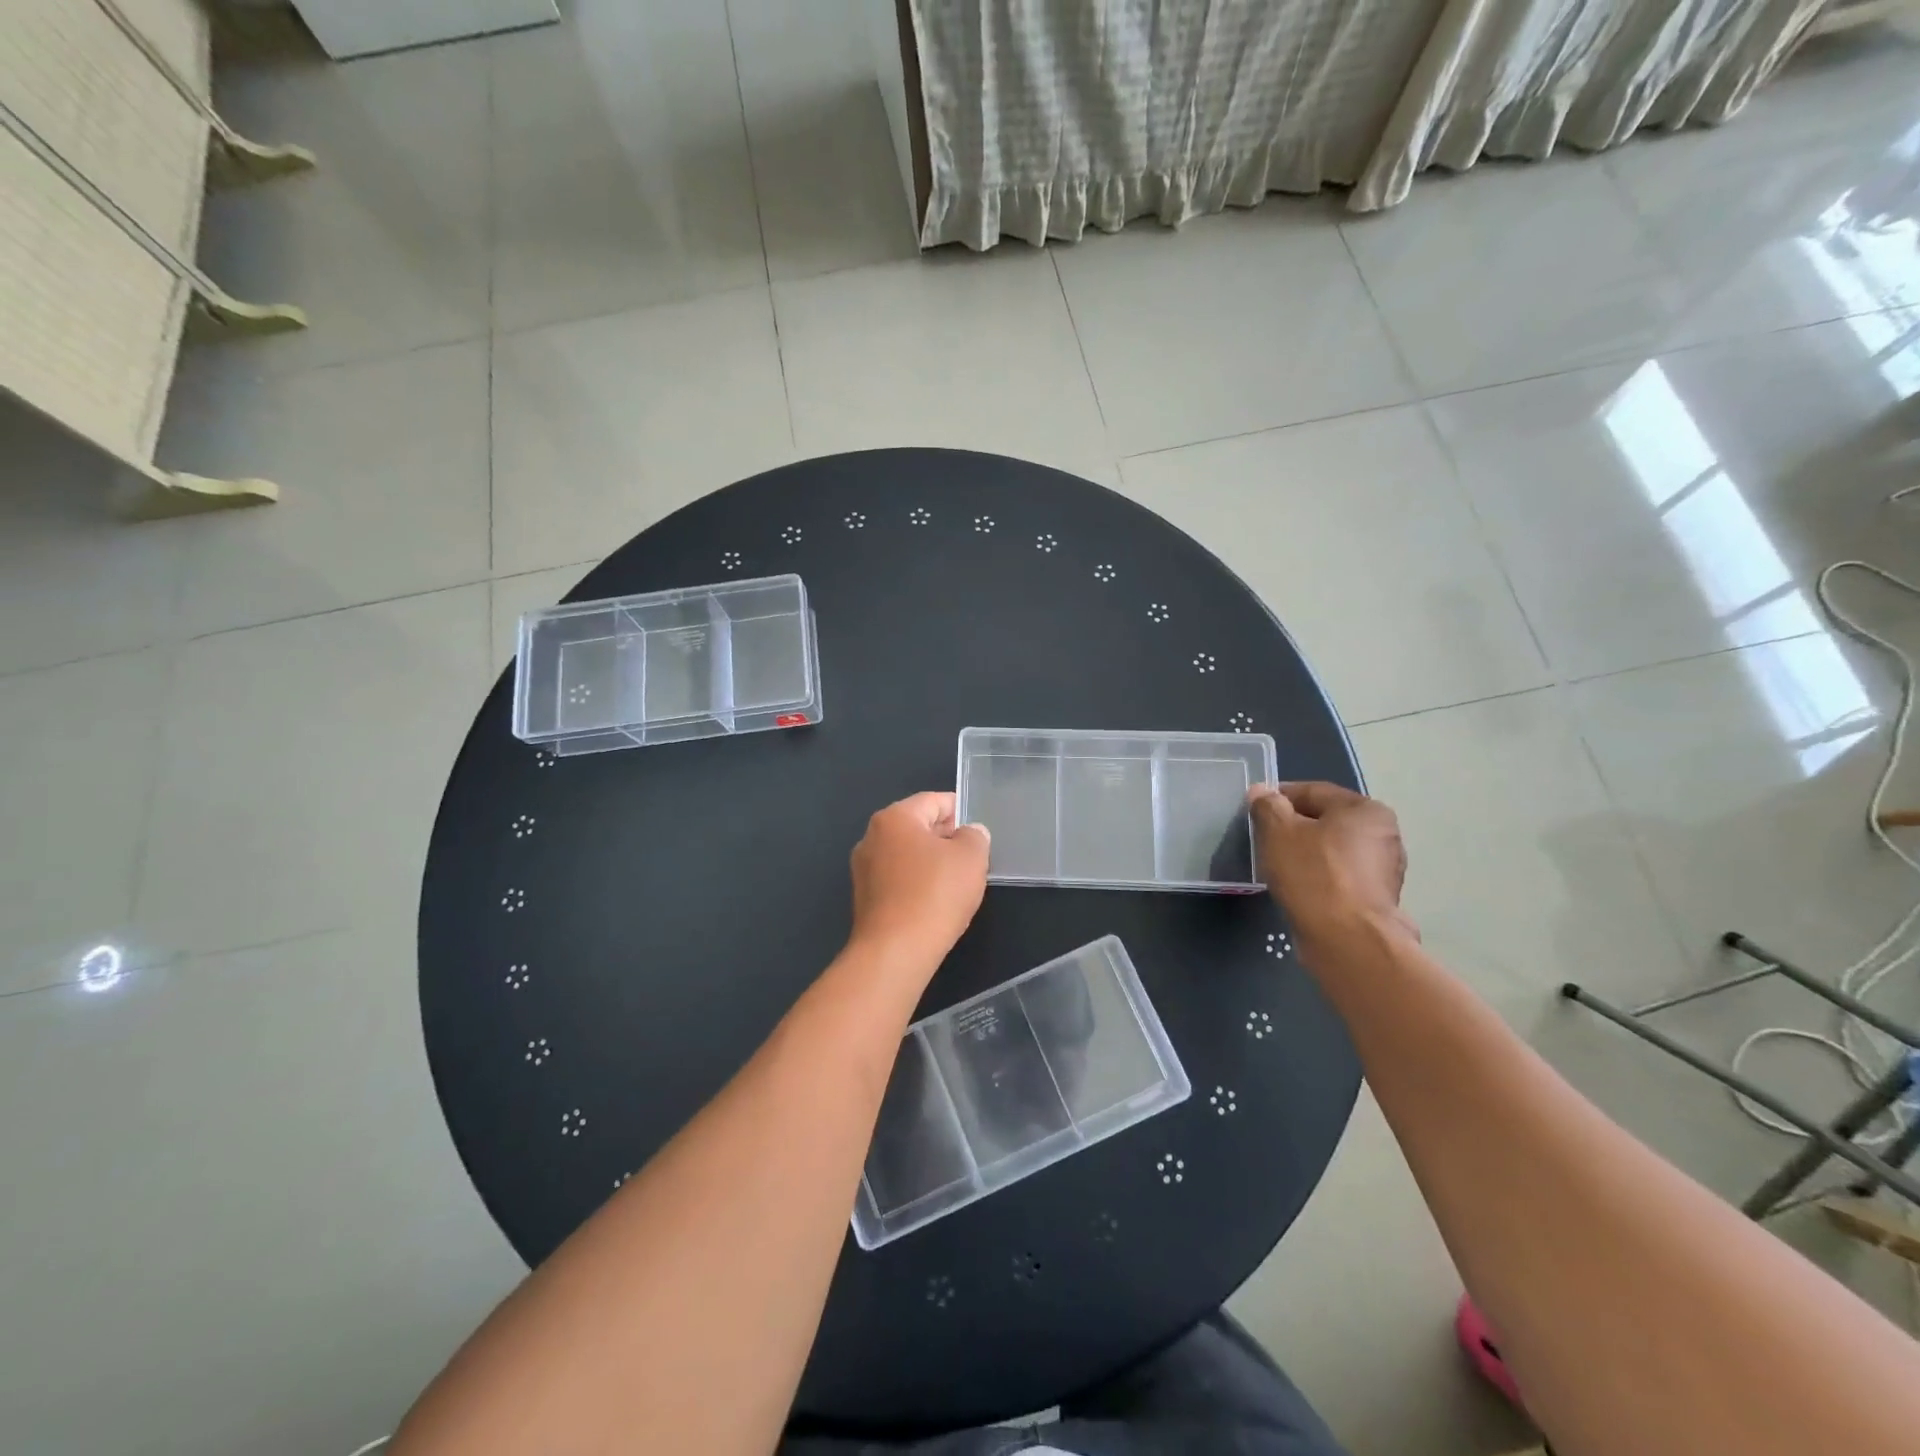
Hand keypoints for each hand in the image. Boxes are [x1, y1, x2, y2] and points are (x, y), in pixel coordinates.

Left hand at [849, 792, 990, 968]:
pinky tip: (937, 900)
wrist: (895, 951)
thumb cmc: (935, 894)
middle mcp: (872, 837)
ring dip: (932, 861)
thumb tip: (969, 833)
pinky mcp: (865, 898)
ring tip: (959, 879)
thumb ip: (975, 836)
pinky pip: (898, 878)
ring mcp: (864, 869)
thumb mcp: (970, 857)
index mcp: (894, 818)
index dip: (960, 809)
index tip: (978, 826)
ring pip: (907, 854)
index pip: (933, 801)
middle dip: (946, 836)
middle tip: (974, 854)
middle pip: (917, 826)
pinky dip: (918, 881)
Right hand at [1248, 782, 1417, 954]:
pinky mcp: (1377, 899)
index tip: (1254, 810)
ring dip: (1305, 854)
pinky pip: (1339, 877)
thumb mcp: (1278, 832)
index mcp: (1366, 810)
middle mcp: (1384, 835)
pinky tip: (1298, 889)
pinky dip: (1318, 878)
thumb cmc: (1313, 875)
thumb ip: (1268, 806)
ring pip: (1332, 850)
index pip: (1313, 791)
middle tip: (1263, 839)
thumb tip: (1262, 792)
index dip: (1278, 797)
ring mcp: (1384, 870)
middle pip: (1325, 821)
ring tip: (1277, 866)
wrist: (1348, 941)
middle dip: (1293, 827)